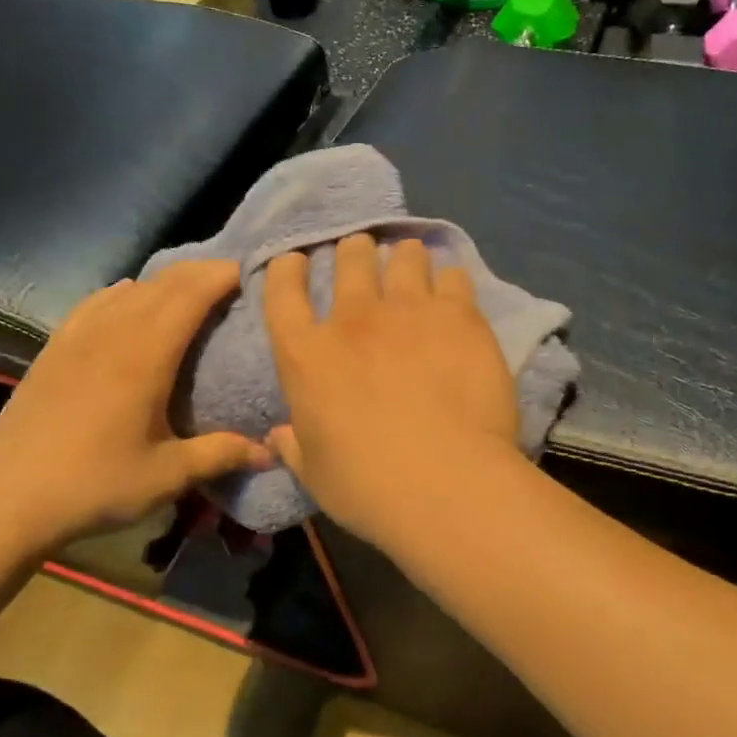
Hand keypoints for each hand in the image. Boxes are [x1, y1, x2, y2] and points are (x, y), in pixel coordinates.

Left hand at [0, 261, 269, 549]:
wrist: (8, 501)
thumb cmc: (96, 485)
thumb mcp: (168, 475)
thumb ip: (222, 455)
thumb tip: (271, 451)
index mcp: (146, 357)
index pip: (190, 296)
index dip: (221, 276)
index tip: (250, 271)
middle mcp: (113, 334)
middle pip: (162, 284)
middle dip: (200, 272)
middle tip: (230, 276)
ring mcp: (78, 338)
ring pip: (128, 289)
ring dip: (164, 280)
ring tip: (189, 287)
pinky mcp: (54, 349)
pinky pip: (93, 303)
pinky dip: (121, 291)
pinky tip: (126, 295)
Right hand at [263, 234, 519, 540]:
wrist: (443, 482)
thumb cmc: (367, 486)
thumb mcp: (315, 473)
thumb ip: (295, 446)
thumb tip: (278, 436)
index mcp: (306, 354)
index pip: (282, 292)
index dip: (286, 269)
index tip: (296, 260)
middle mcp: (353, 318)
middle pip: (349, 259)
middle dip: (354, 250)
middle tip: (362, 253)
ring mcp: (408, 310)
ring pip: (402, 257)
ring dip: (402, 255)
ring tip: (410, 258)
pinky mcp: (458, 315)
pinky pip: (453, 277)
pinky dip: (449, 278)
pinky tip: (453, 287)